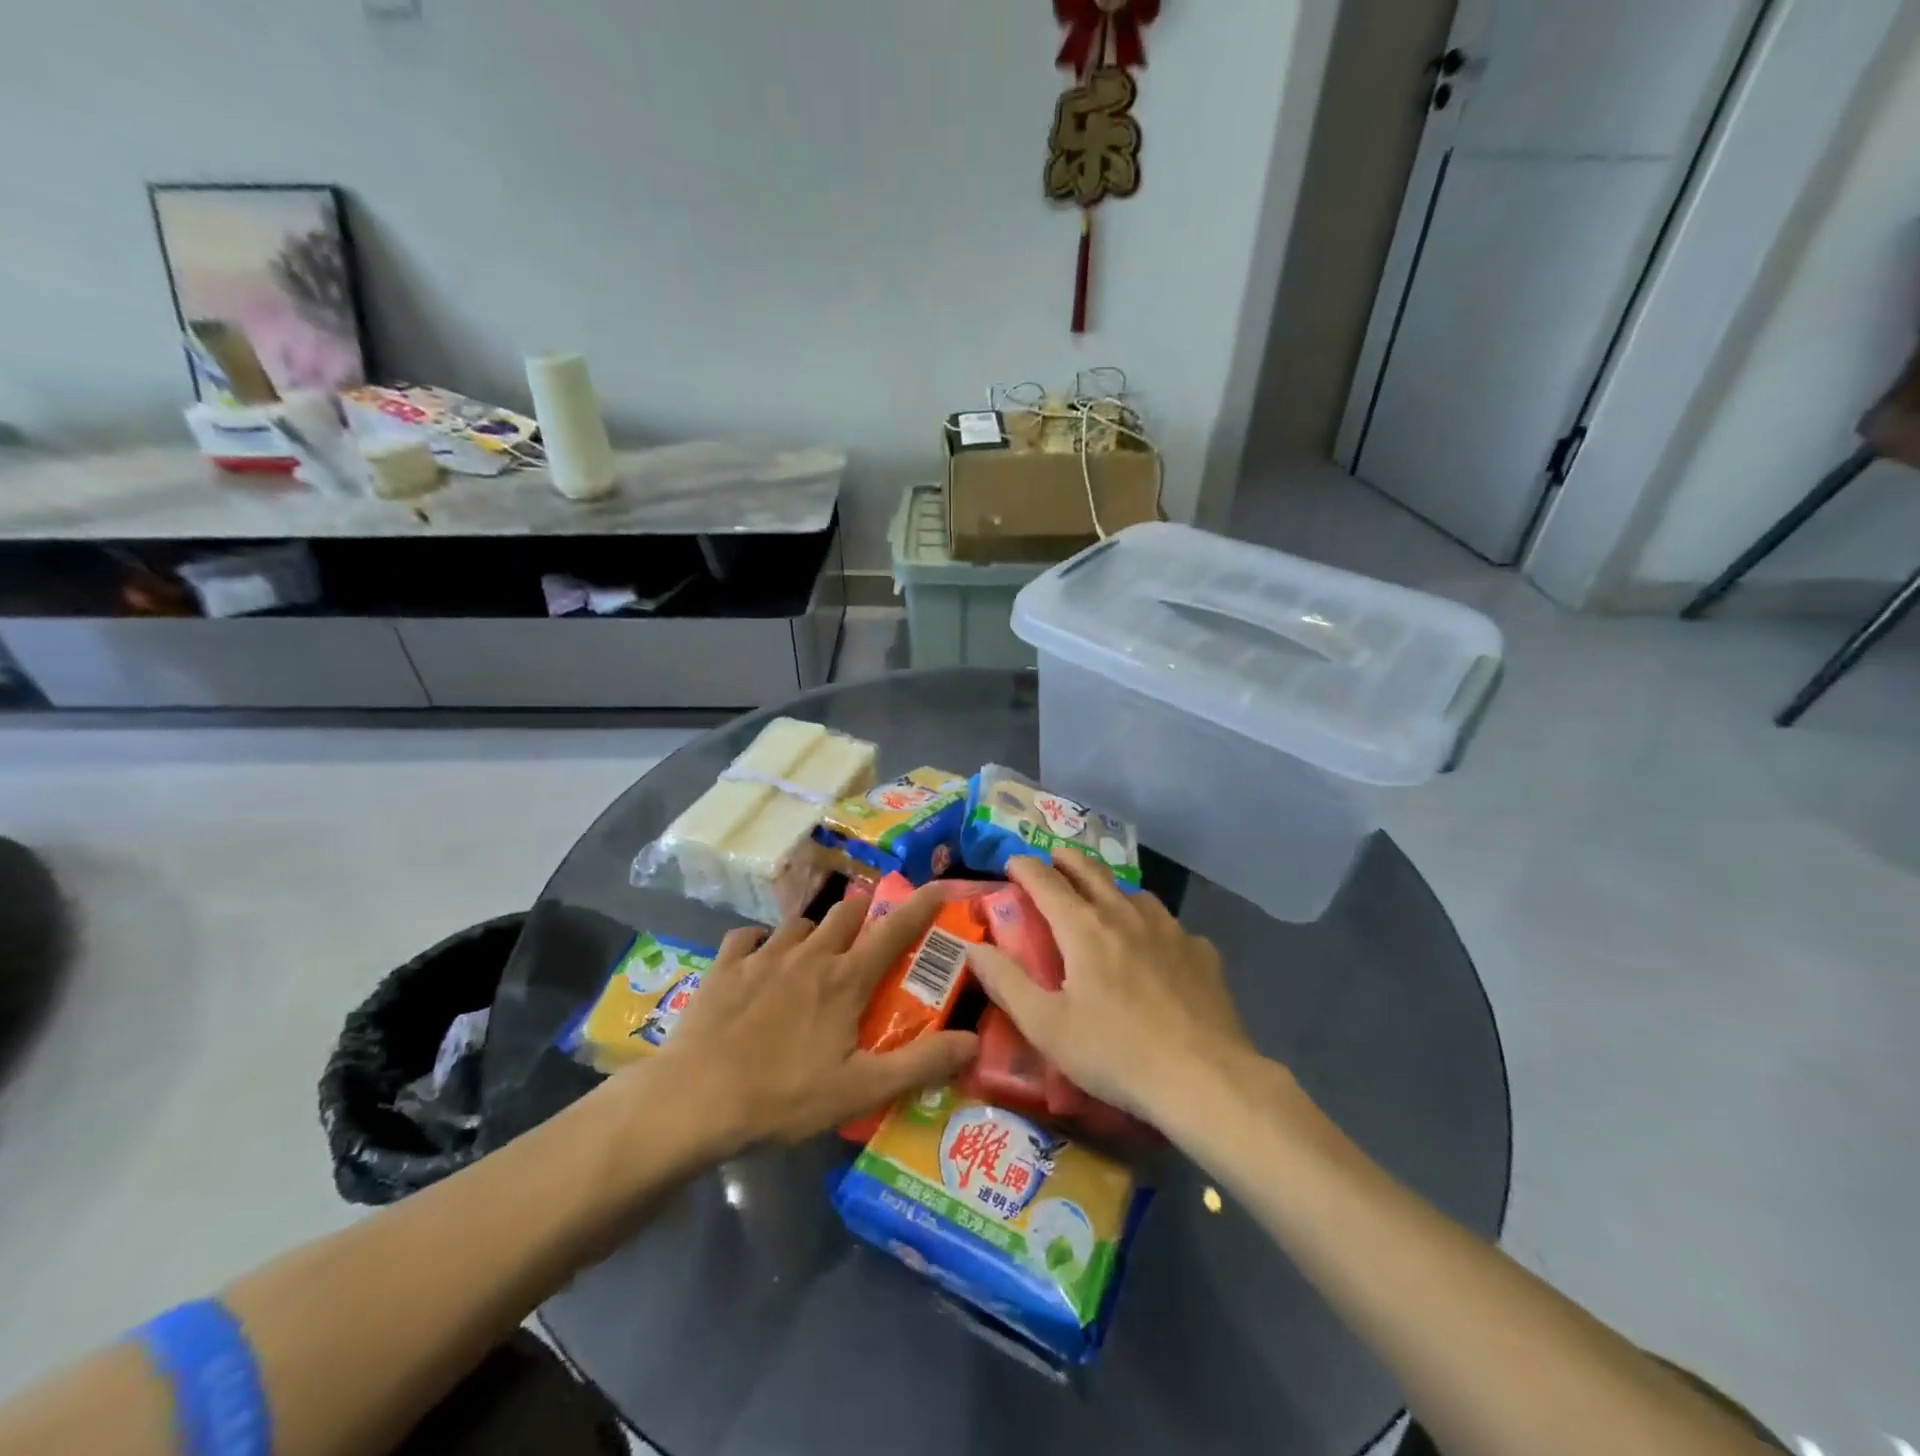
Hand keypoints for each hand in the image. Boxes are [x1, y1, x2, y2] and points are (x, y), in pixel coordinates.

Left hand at [650, 886, 978, 1148]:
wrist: (695, 1100)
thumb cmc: (784, 1096)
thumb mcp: (861, 1090)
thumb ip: (920, 1063)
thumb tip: (973, 1039)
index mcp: (845, 980)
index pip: (895, 931)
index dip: (921, 906)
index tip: (940, 886)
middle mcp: (809, 955)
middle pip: (846, 913)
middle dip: (864, 914)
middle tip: (868, 936)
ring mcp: (763, 956)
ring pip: (800, 922)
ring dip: (815, 930)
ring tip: (815, 952)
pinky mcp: (724, 966)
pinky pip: (747, 937)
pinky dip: (760, 942)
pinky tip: (758, 958)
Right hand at [967, 851, 1250, 1120]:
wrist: (1203, 1078)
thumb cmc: (1115, 1052)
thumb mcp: (1046, 1026)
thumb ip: (1005, 982)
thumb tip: (974, 947)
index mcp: (1084, 928)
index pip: (1046, 881)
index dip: (1024, 867)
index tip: (1011, 863)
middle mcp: (1125, 914)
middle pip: (1091, 871)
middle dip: (1066, 860)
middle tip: (1053, 859)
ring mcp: (1169, 929)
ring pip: (1133, 893)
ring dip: (1110, 889)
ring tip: (1104, 903)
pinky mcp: (1201, 951)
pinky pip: (1169, 925)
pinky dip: (1151, 926)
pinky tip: (1156, 949)